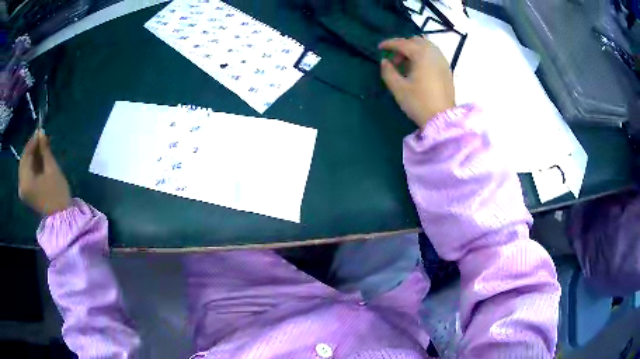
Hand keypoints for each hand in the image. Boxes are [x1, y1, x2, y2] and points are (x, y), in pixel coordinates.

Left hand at [19, 130, 70, 215]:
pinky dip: (31, 166)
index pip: (26, 155)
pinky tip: (38, 160)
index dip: (32, 141)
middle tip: (41, 138)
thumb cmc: (57, 192)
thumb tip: (41, 132)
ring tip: (41, 148)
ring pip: (24, 167)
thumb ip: (44, 150)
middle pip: (24, 161)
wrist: (62, 217)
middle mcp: (21, 185)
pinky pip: (26, 175)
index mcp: (25, 181)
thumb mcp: (52, 168)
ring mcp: (23, 191)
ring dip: (31, 156)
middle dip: (31, 148)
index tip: (40, 130)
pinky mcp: (26, 194)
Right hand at [379, 36, 455, 128]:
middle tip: (394, 60)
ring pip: (426, 46)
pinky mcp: (447, 69)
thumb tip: (384, 61)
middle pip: (416, 41)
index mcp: (422, 55)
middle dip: (402, 46)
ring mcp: (443, 61)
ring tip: (406, 64)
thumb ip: (388, 72)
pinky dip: (423, 55)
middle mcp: (434, 53)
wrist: (442, 119)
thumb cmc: (419, 103)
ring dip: (414, 50)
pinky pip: (433, 54)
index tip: (379, 48)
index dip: (389, 44)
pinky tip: (418, 68)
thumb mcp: (398, 88)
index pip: (403, 43)